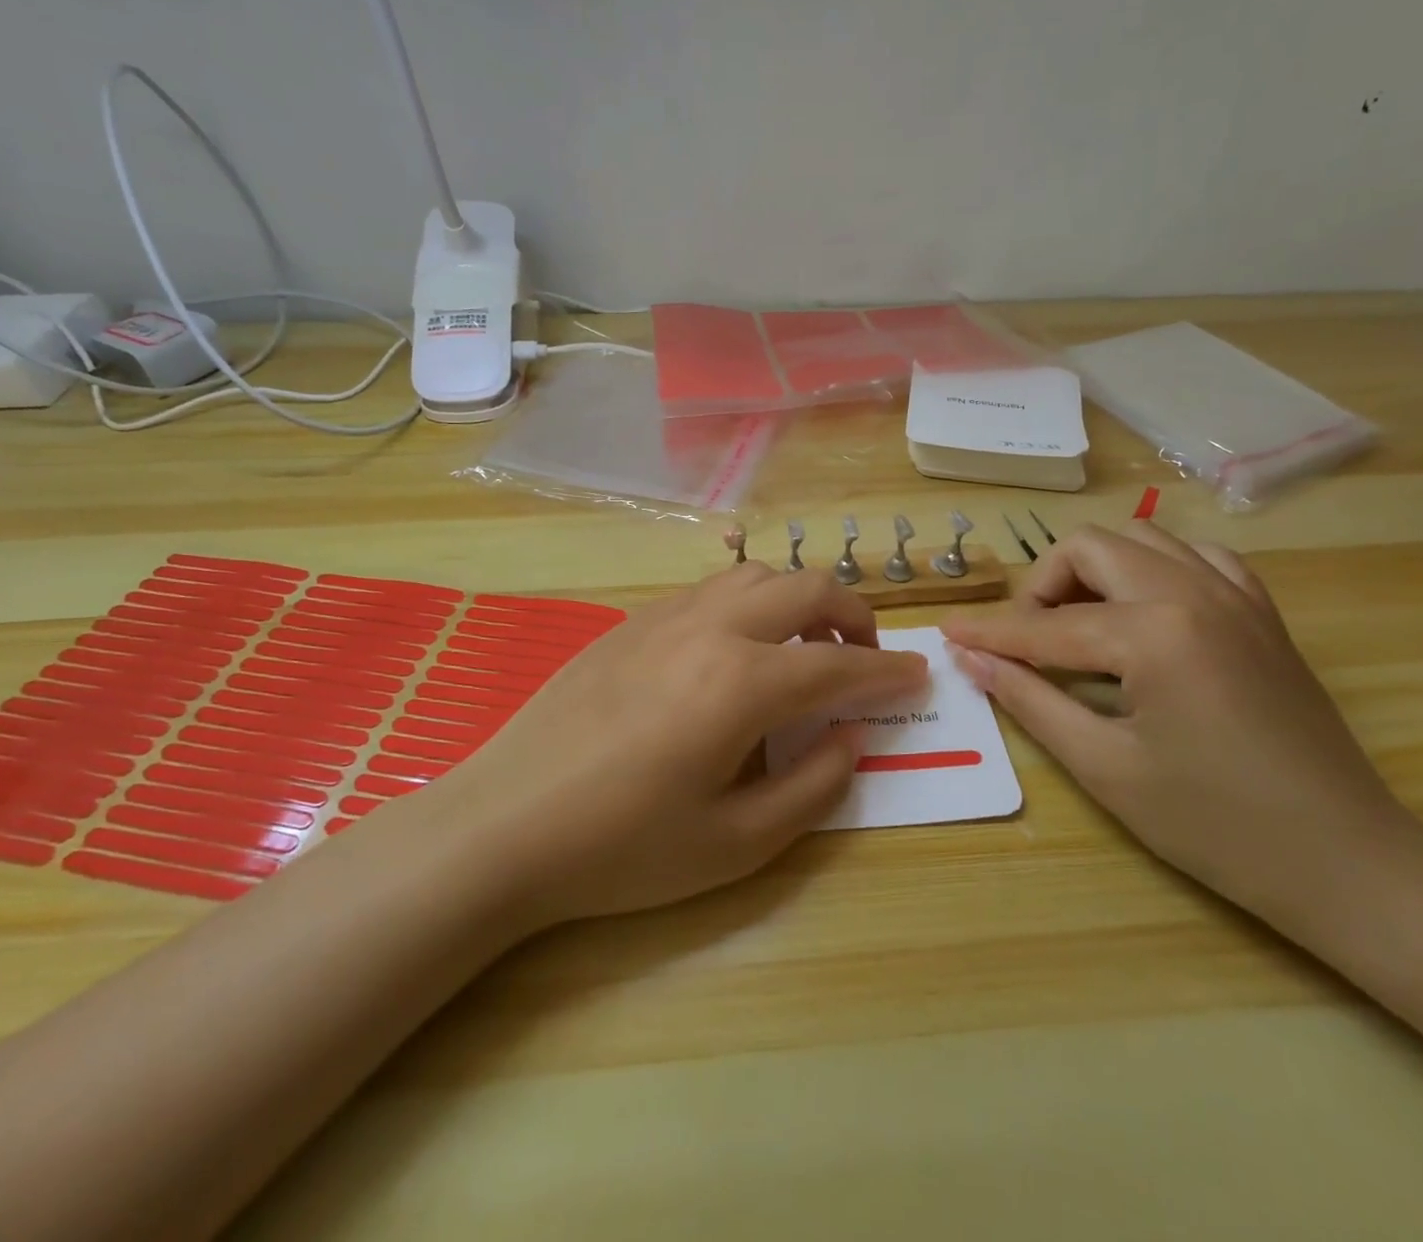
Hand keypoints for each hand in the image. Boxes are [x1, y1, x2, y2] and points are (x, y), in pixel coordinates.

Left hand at [443, 565, 928, 928]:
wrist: (503, 825)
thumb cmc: (622, 849)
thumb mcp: (736, 844)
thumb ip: (812, 786)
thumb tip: (849, 737)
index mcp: (743, 682)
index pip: (839, 665)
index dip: (888, 672)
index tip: (919, 676)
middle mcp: (711, 629)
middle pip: (806, 588)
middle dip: (853, 616)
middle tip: (864, 658)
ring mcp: (666, 616)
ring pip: (757, 575)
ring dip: (798, 600)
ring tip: (802, 649)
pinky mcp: (632, 621)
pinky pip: (711, 590)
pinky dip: (750, 604)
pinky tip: (736, 651)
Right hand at [942, 522, 1415, 924]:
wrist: (1346, 861)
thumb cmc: (1215, 825)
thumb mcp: (1104, 767)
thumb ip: (1030, 700)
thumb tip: (971, 660)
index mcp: (1154, 632)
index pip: (1046, 625)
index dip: (990, 634)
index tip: (946, 634)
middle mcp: (1193, 590)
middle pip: (1089, 548)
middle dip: (1041, 587)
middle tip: (1025, 641)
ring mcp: (1236, 594)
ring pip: (1141, 538)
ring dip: (1094, 570)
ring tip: (1079, 625)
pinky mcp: (1261, 611)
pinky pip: (1196, 557)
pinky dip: (1154, 570)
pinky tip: (1143, 614)